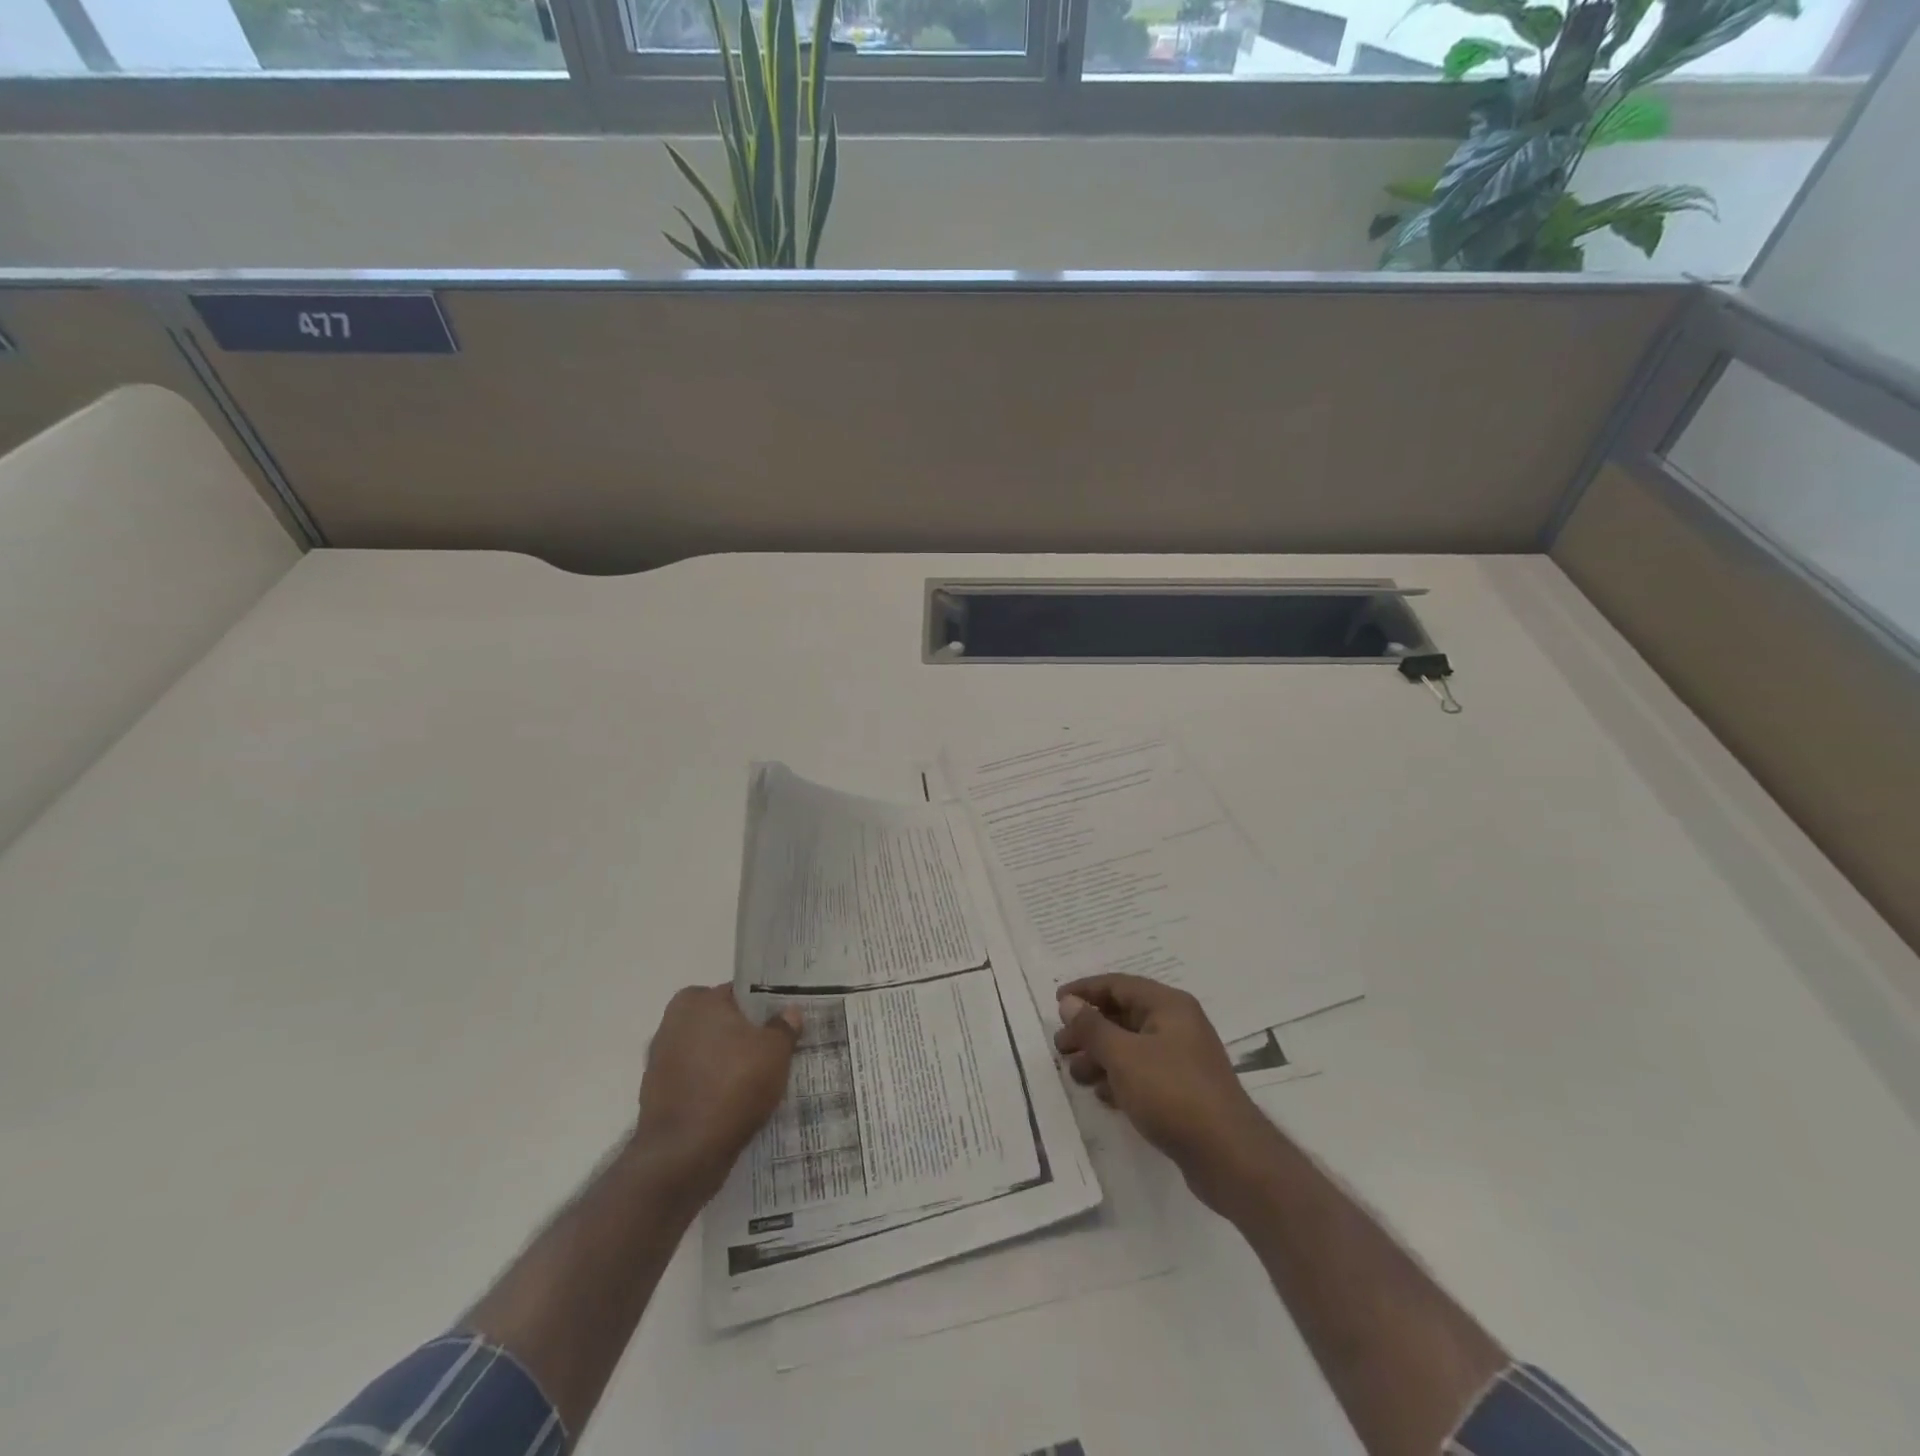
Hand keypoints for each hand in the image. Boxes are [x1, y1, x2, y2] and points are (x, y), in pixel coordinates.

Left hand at [635, 985, 800, 1203]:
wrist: (683, 1155)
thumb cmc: (733, 1086)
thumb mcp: (775, 1052)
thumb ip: (784, 1027)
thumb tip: (789, 1012)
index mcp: (697, 1001)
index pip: (739, 994)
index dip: (764, 1008)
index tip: (782, 1024)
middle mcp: (672, 1023)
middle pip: (722, 1024)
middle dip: (744, 1036)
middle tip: (775, 1053)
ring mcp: (660, 1060)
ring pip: (708, 1054)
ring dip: (728, 1064)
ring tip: (759, 1082)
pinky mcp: (657, 1095)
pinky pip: (696, 1082)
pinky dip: (712, 1088)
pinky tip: (735, 1104)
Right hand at [1055, 974, 1274, 1213]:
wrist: (1229, 1156)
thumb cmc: (1172, 1093)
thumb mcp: (1124, 1056)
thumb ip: (1092, 1027)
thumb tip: (1069, 1003)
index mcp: (1168, 1005)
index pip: (1118, 985)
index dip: (1085, 991)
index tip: (1056, 1003)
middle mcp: (1178, 1025)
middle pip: (1123, 1016)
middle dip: (1089, 1029)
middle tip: (1061, 1047)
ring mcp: (1183, 1059)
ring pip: (1131, 1046)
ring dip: (1101, 1056)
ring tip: (1076, 1075)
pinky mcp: (1183, 1090)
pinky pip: (1143, 1073)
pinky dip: (1120, 1078)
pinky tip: (1103, 1096)